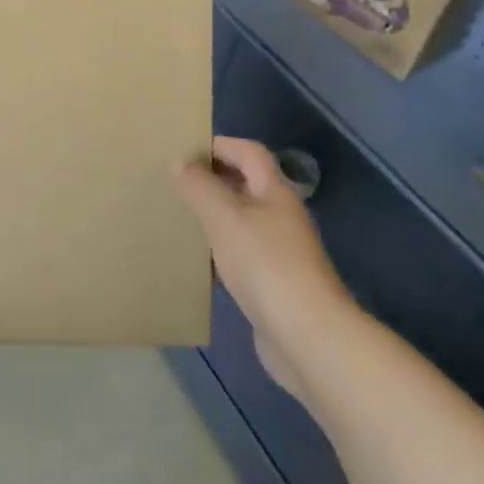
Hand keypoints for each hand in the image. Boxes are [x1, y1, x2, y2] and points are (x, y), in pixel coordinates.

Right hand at [177, 138, 353, 401]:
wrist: (308, 338)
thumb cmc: (266, 264)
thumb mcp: (224, 217)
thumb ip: (200, 187)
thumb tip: (180, 164)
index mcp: (275, 192)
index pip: (248, 152)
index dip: (220, 145)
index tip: (185, 149)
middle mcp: (281, 217)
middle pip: (245, 186)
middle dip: (212, 180)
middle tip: (175, 183)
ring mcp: (280, 253)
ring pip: (240, 223)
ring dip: (213, 218)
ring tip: (179, 218)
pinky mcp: (273, 286)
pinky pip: (240, 258)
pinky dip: (218, 255)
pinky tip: (196, 264)